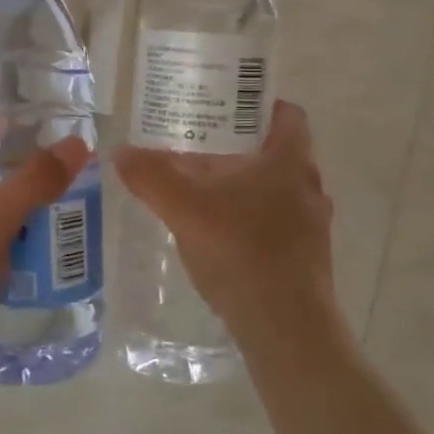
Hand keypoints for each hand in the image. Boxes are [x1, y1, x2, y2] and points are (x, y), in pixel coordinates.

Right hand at [113, 101, 337, 349]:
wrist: (286, 328)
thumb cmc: (241, 252)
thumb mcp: (185, 209)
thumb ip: (151, 177)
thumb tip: (119, 151)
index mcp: (290, 160)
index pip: (286, 114)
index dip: (257, 106)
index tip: (223, 110)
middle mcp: (309, 186)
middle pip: (277, 151)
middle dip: (240, 148)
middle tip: (199, 149)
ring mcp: (313, 225)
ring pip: (277, 189)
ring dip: (245, 185)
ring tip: (204, 190)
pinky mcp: (307, 257)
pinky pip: (278, 222)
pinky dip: (251, 218)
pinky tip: (219, 234)